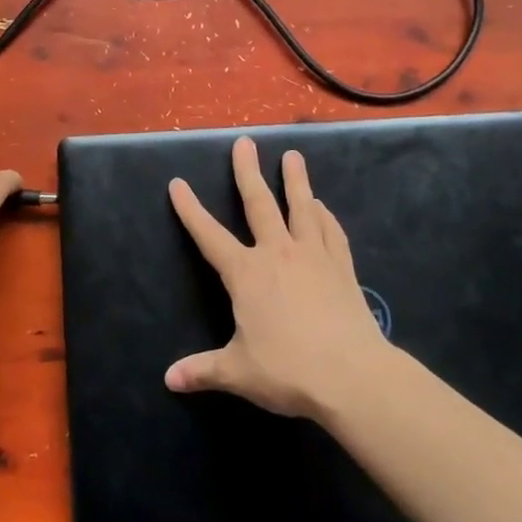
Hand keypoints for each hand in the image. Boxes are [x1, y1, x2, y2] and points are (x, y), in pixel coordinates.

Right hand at [165, 137, 392, 419]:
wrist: (352, 376)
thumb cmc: (288, 370)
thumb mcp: (238, 372)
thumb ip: (203, 370)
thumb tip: (168, 380)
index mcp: (246, 274)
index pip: (210, 235)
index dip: (190, 210)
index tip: (177, 183)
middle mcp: (277, 253)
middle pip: (259, 204)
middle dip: (247, 172)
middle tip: (245, 142)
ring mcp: (313, 256)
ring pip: (301, 207)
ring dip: (295, 180)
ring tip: (292, 155)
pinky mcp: (341, 267)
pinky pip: (331, 232)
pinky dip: (324, 216)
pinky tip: (322, 207)